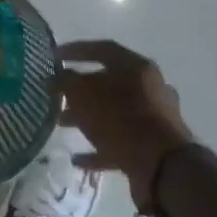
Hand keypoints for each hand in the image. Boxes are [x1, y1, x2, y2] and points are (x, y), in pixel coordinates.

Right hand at [58, 40, 195, 214]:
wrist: (162, 167)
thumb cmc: (121, 120)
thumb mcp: (84, 95)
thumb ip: (66, 82)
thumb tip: (57, 77)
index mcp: (137, 67)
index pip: (102, 49)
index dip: (76, 50)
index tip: (54, 57)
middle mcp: (150, 88)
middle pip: (109, 83)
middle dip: (79, 90)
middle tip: (56, 96)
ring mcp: (154, 119)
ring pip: (114, 113)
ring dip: (87, 118)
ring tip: (61, 125)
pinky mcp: (152, 146)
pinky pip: (120, 142)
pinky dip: (99, 148)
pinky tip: (78, 158)